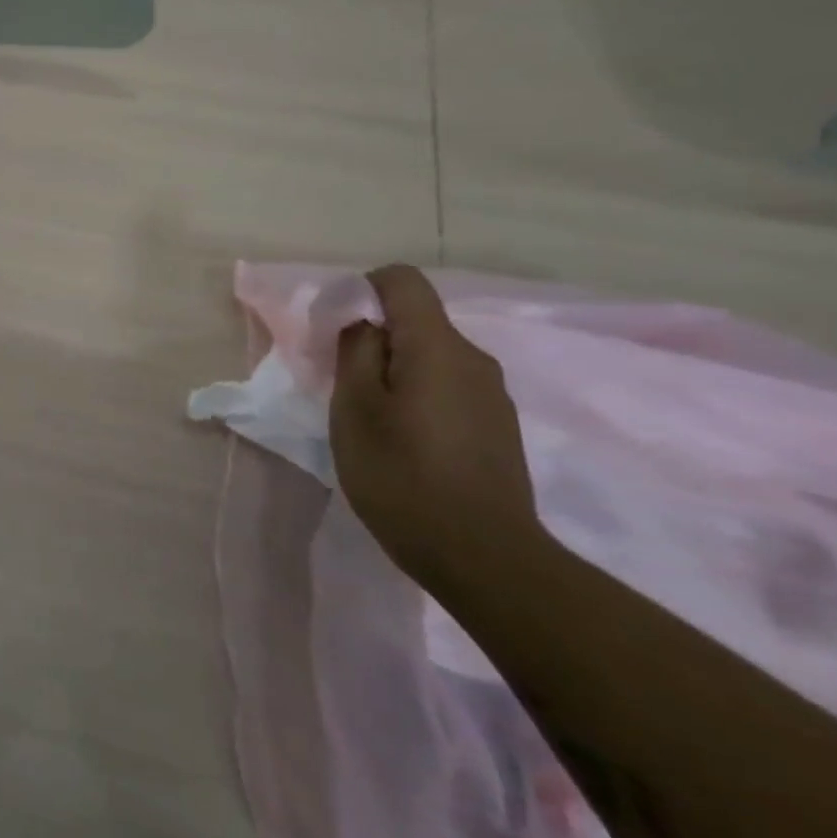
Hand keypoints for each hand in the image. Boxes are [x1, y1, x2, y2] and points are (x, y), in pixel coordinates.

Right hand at [328, 265, 543, 593]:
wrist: (482, 556)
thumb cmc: (402, 475)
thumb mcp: (355, 408)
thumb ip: (356, 352)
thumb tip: (363, 323)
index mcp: (437, 346)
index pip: (402, 281)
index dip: (363, 290)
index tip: (337, 329)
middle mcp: (474, 358)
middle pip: (417, 321)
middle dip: (375, 339)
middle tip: (343, 384)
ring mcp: (493, 395)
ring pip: (432, 357)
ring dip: (396, 371)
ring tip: (371, 419)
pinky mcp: (498, 427)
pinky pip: (449, 388)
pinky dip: (418, 396)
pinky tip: (405, 442)